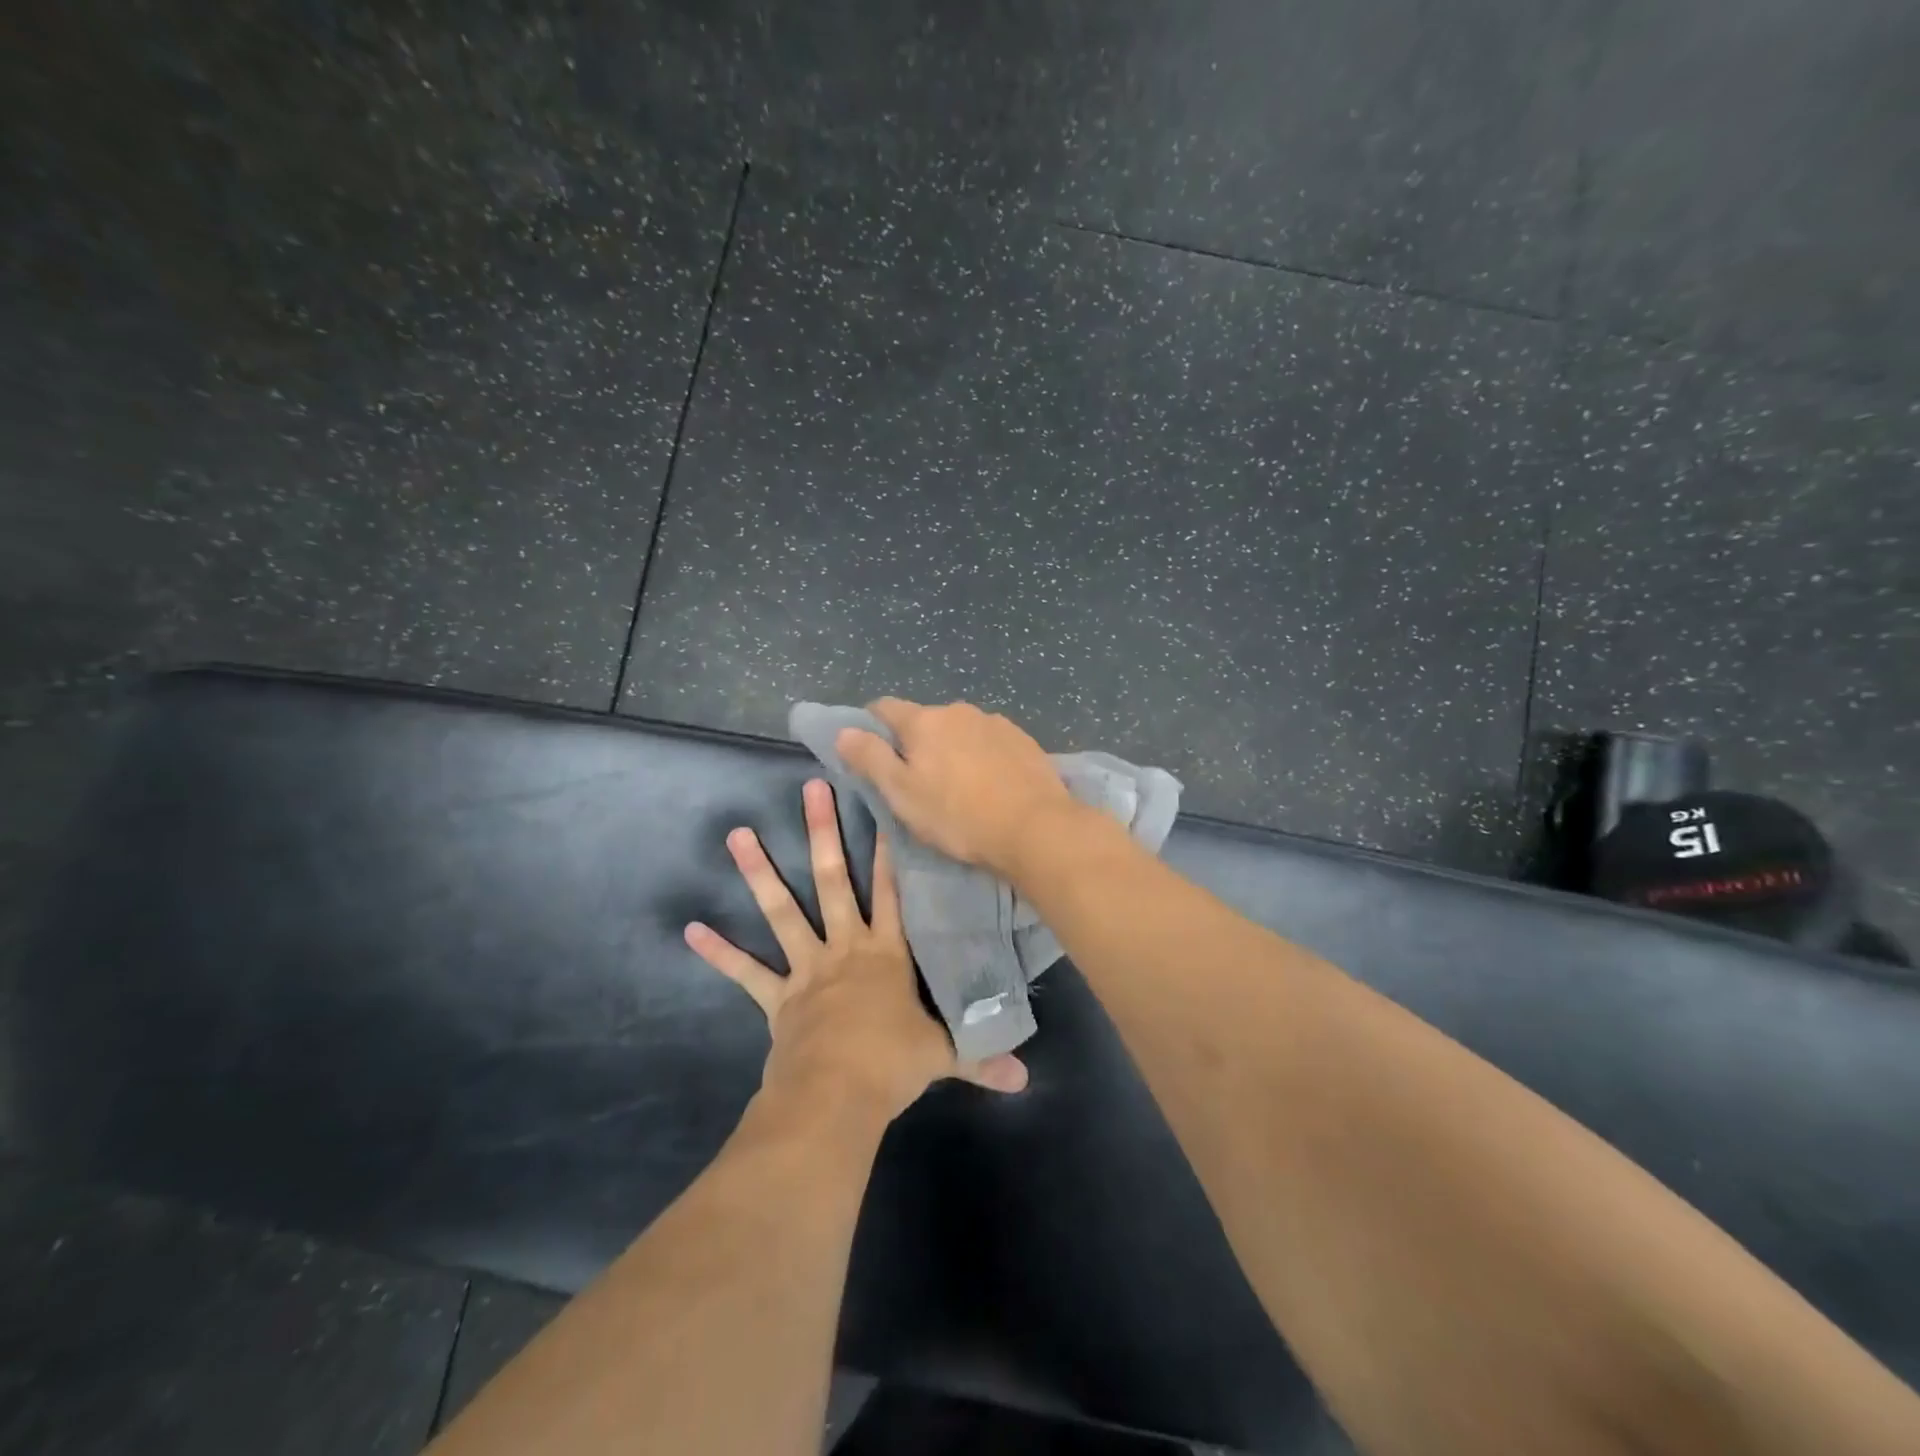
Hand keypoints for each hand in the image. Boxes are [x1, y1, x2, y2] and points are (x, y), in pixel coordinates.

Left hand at [685, 778, 1028, 1123]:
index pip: (893, 891)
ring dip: (760, 873)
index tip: (882, 807)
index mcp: (887, 953)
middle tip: (811, 788)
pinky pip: (745, 972)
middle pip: (833, 881)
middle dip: (823, 833)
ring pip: (783, 911)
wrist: (837, 1097)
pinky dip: (719, 952)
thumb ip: (981, 1059)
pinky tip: (689, 929)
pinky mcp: (777, 997)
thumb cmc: (892, 1065)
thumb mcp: (943, 1056)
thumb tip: (1025, 1079)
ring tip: (738, 834)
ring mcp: (807, 969)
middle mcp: (846, 948)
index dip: (889, 849)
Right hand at [832, 698, 1078, 875]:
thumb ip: (870, 758)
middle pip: (925, 720)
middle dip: (916, 742)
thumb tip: (843, 730)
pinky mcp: (1024, 739)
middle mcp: (959, 710)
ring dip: (952, 749)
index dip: (871, 727)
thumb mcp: (902, 794)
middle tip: (918, 782)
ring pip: (960, 731)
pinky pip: (990, 742)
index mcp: (924, 721)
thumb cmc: (958, 816)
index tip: (871, 753)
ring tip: (960, 786)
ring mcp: (996, 722)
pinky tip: (991, 784)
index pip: (884, 708)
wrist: (1035, 828)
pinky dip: (982, 756)